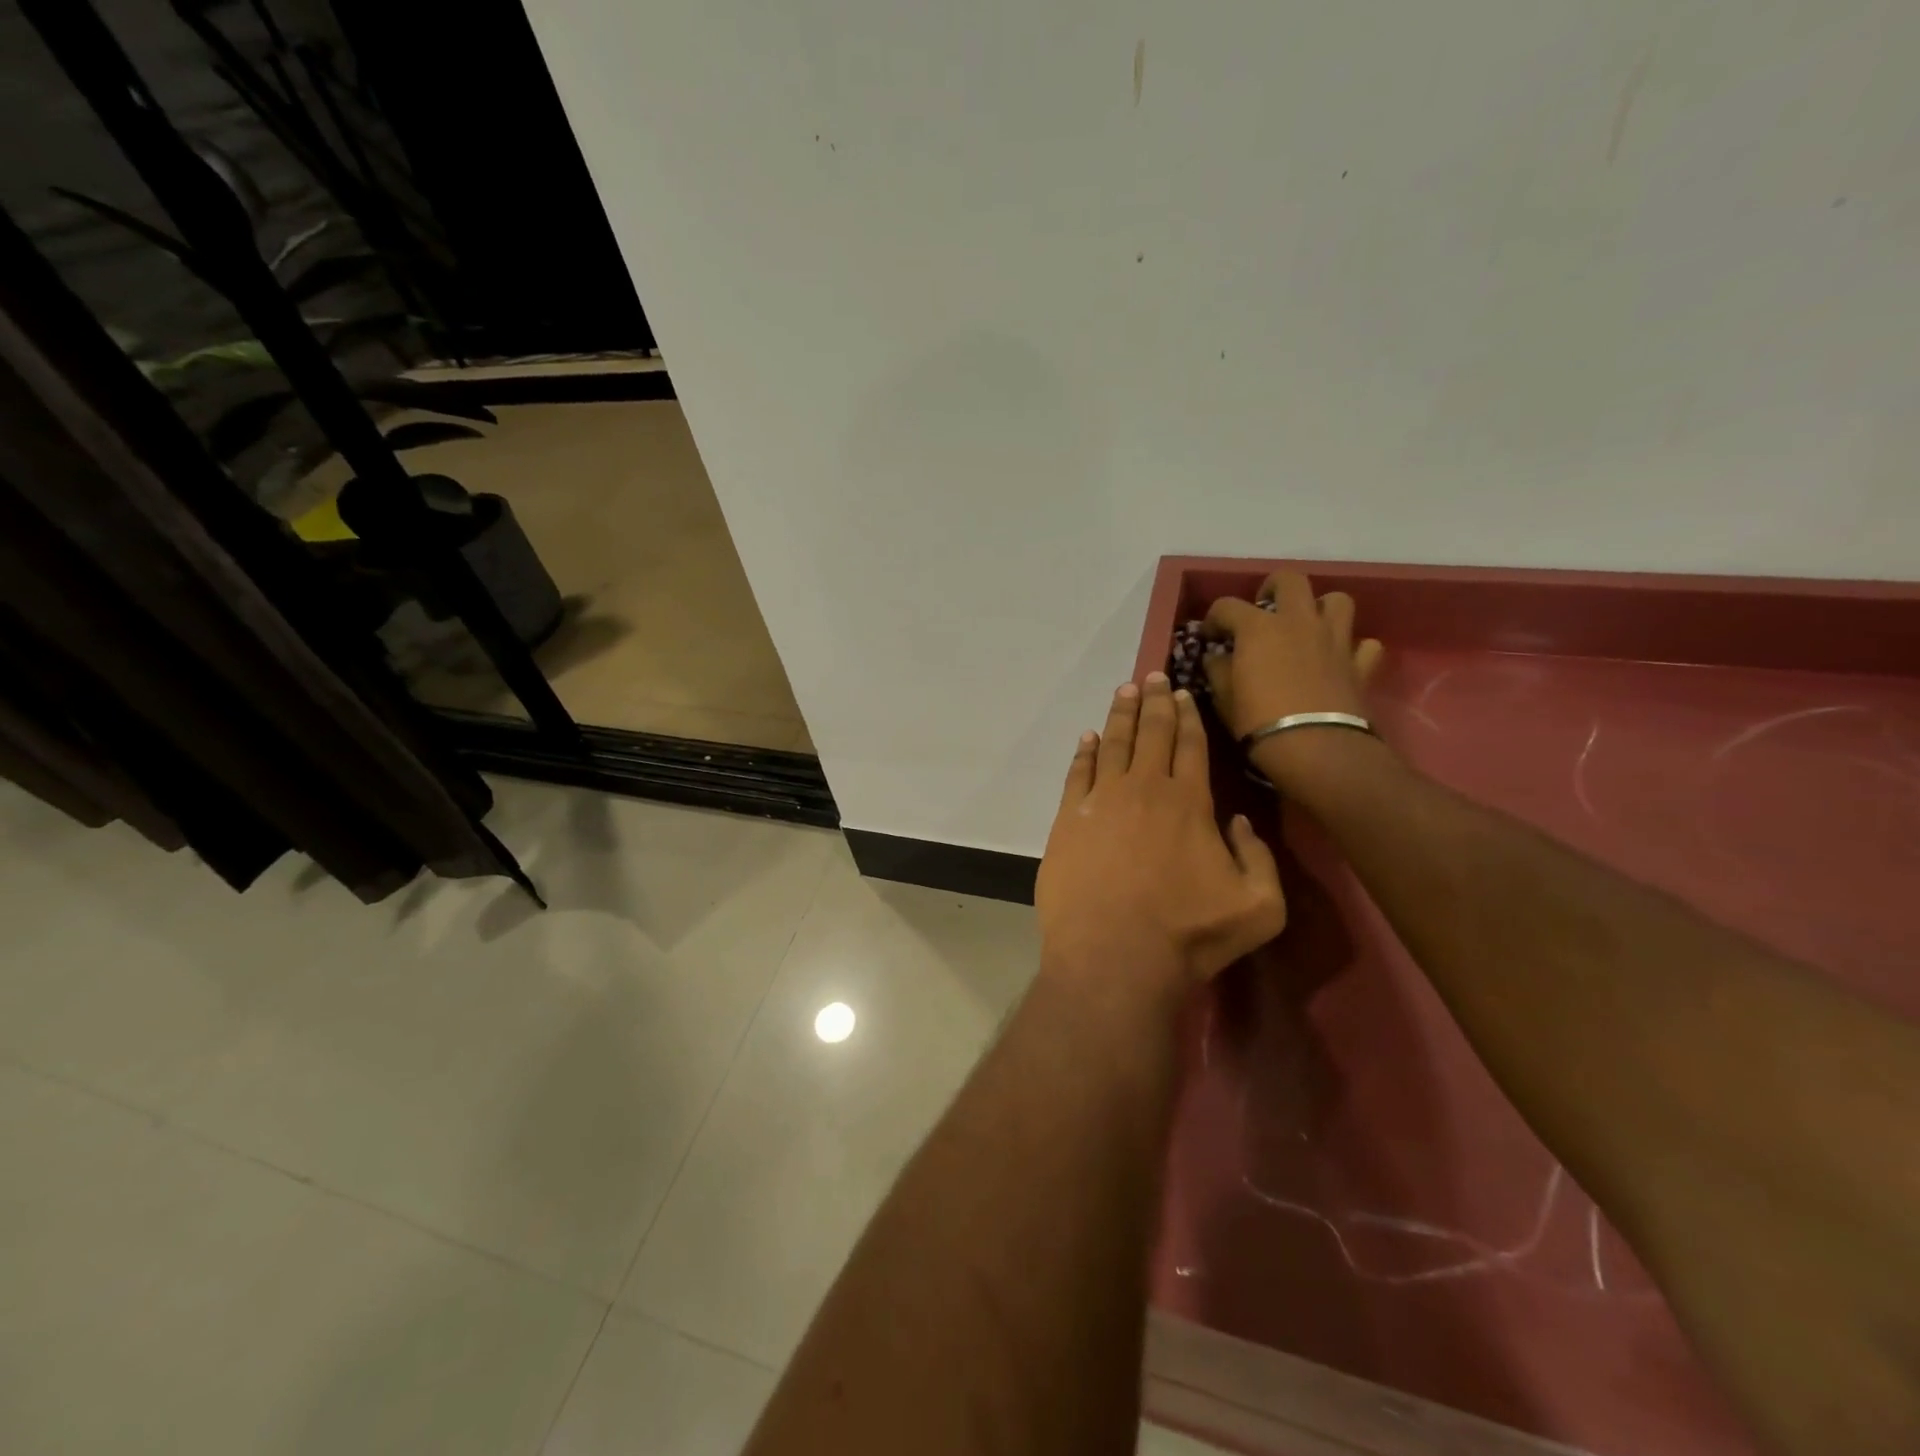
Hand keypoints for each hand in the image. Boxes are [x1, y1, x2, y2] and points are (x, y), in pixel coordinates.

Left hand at [1035, 673, 1286, 996]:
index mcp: (1190, 802)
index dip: (1187, 715)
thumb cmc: (1189, 936)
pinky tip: (1088, 737)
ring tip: (1124, 691)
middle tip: (1153, 676)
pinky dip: (1084, 752)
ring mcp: (1101, 802)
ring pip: (1113, 744)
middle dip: (1154, 701)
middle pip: (1151, 733)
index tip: (1182, 692)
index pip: (1190, 745)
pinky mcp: (1068, 820)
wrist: (1113, 957)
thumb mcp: (1260, 907)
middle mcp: (1145, 789)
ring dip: (1120, 715)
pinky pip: (1077, 773)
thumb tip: (1238, 822)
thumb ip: (1260, 858)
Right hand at [1202, 572, 1385, 791]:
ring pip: (1337, 601)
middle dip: (1273, 588)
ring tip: (1308, 626)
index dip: (1214, 618)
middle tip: (1264, 607)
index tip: (1209, 636)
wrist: (1315, 748)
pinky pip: (1364, 644)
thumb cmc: (1259, 721)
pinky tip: (1340, 659)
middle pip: (1290, 580)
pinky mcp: (1360, 664)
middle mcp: (1298, 621)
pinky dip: (1353, 648)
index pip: (1227, 606)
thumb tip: (1216, 657)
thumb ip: (1218, 670)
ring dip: (1321, 608)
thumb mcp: (1224, 698)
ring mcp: (1334, 639)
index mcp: (1258, 628)